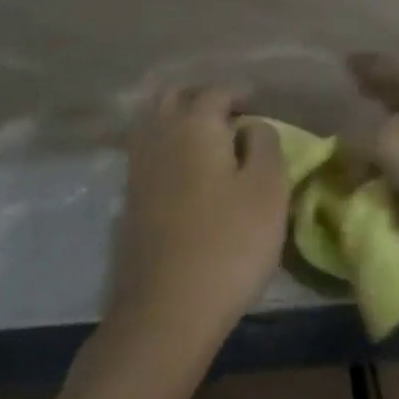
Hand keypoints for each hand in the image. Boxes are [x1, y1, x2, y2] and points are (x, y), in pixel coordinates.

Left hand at [110, 86, 288, 353]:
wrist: (168, 307)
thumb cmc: (230, 243)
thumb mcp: (268, 189)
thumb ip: (265, 144)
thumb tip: (250, 125)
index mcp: (195, 125)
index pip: (216, 92)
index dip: (239, 93)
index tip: (258, 103)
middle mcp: (159, 136)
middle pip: (173, 98)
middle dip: (201, 98)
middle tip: (230, 114)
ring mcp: (137, 168)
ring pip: (153, 123)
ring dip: (178, 119)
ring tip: (207, 138)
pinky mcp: (129, 199)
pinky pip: (147, 152)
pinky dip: (166, 146)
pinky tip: (184, 167)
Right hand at [349, 54, 398, 288]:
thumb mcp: (393, 140)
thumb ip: (358, 139)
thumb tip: (341, 149)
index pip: (392, 66)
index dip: (366, 65)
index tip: (341, 63)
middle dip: (373, 106)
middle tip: (339, 109)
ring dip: (380, 152)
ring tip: (343, 156)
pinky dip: (392, 187)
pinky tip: (367, 192)